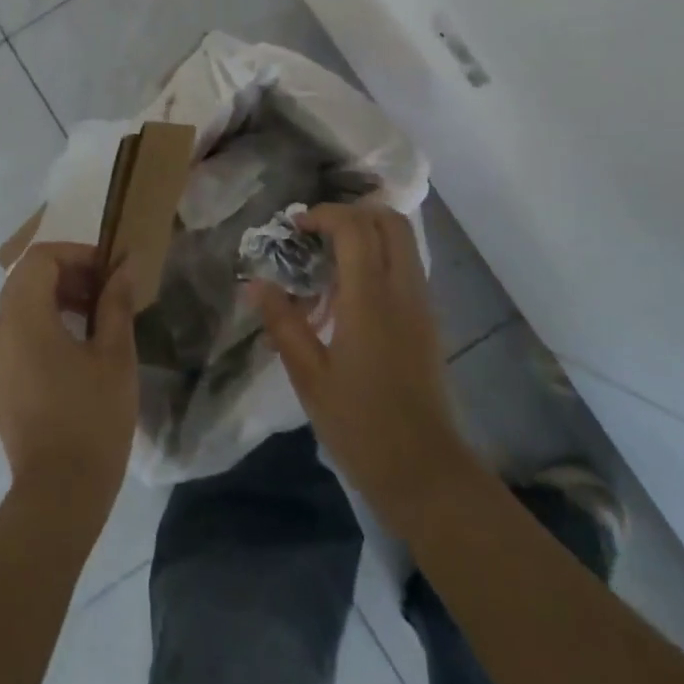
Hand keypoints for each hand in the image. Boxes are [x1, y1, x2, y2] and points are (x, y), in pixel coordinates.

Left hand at [0, 243, 137, 521]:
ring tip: (94, 318)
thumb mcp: (115, 354)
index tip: (108, 272)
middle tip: (106, 291)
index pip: (41, 258)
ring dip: (54, 298)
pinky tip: (72, 347)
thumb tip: (124, 266)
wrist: (58, 491)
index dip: (77, 255)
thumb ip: (116, 302)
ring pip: (18, 304)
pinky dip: (40, 323)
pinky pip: (13, 332)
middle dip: (67, 275)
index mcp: (22, 317)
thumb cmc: (92, 417)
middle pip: (27, 278)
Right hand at [250, 204, 481, 533]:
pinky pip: (406, 267)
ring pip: (402, 242)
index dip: (324, 214)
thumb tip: (255, 283)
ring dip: (367, 235)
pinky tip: (349, 295)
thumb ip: (283, 323)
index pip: (355, 228)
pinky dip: (379, 259)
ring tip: (328, 263)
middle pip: (389, 221)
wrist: (424, 470)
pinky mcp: (428, 320)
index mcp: (371, 299)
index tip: (295, 227)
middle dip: (351, 214)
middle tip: (316, 234)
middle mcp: (403, 290)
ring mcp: (422, 304)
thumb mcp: (309, 376)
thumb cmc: (360, 424)